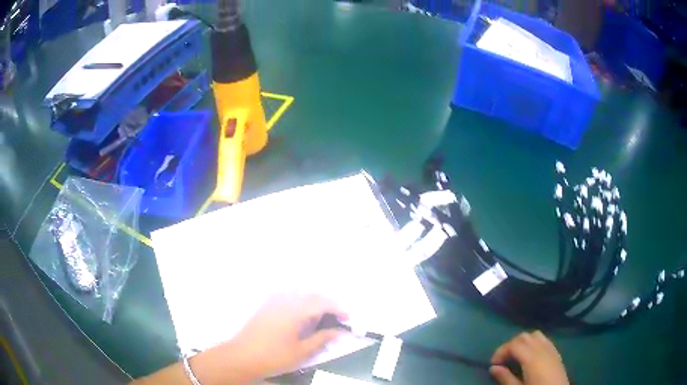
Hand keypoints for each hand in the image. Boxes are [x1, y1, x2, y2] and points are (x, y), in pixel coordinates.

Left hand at [223, 292, 346, 380]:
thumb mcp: (302, 352)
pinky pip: (287, 295)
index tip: (348, 319)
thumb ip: (322, 339)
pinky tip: (299, 313)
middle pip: (311, 295)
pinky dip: (299, 300)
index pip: (322, 303)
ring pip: (299, 293)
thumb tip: (340, 332)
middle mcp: (285, 301)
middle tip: (336, 318)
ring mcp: (273, 302)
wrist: (241, 357)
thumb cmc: (273, 356)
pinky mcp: (265, 306)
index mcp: (295, 311)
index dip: (338, 309)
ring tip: (320, 316)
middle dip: (327, 303)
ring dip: (313, 300)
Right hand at [490, 331, 568, 384]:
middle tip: (503, 359)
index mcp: (532, 358)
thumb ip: (506, 378)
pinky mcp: (556, 352)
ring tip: (516, 355)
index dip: (501, 351)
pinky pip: (544, 340)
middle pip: (524, 336)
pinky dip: (534, 342)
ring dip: (523, 341)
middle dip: (511, 345)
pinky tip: (530, 355)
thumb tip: (493, 368)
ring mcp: (551, 349)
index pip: (514, 344)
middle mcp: (542, 348)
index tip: (493, 363)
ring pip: (535, 335)